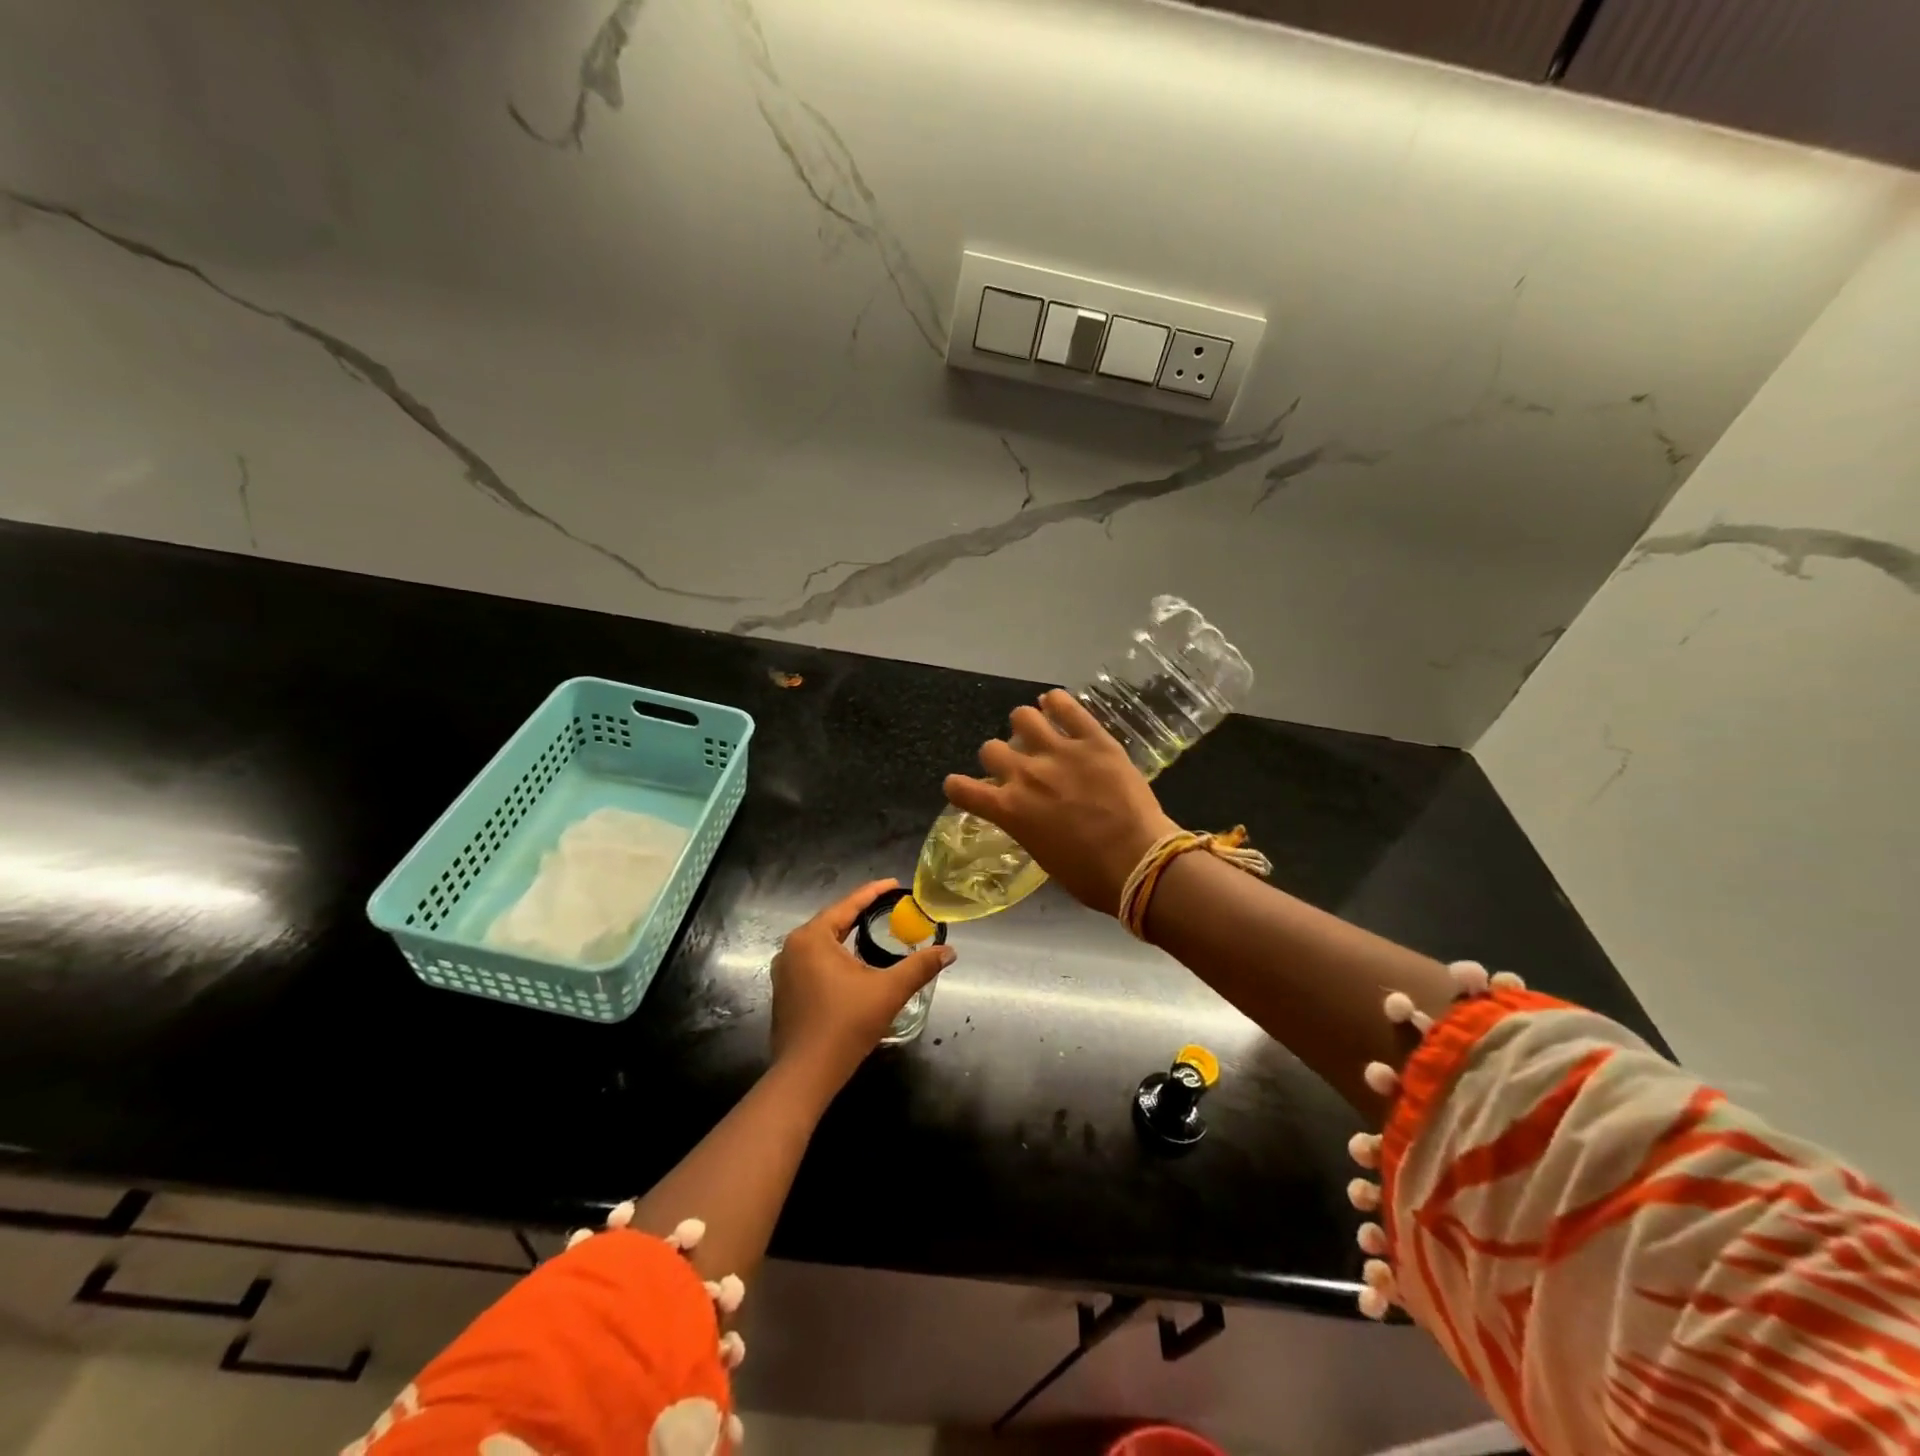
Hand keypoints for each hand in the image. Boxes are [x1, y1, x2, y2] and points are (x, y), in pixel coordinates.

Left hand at [770, 880, 954, 1087]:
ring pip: (823, 943)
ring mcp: (785, 971)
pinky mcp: (785, 991)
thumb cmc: (845, 1025)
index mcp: (812, 938)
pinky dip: (836, 956)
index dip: (874, 893)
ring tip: (875, 932)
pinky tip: (854, 964)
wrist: (805, 1075)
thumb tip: (949, 951)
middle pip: (834, 922)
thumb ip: (920, 966)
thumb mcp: (889, 991)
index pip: (848, 905)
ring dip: (848, 936)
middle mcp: (793, 948)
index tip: (896, 885)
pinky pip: (814, 962)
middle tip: (890, 908)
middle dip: (862, 914)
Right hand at [944, 689, 1178, 916]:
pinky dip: (1056, 702)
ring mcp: (1059, 752)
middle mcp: (1025, 775)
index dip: (958, 786)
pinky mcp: (1093, 739)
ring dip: (1025, 725)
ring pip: (1022, 716)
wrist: (1138, 862)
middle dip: (999, 757)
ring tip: (1038, 732)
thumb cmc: (1090, 876)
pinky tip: (1056, 706)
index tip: (963, 787)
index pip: (961, 788)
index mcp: (1009, 810)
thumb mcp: (1042, 856)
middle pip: (990, 748)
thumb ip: (1026, 825)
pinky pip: (1066, 706)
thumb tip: (1028, 814)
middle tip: (1018, 764)